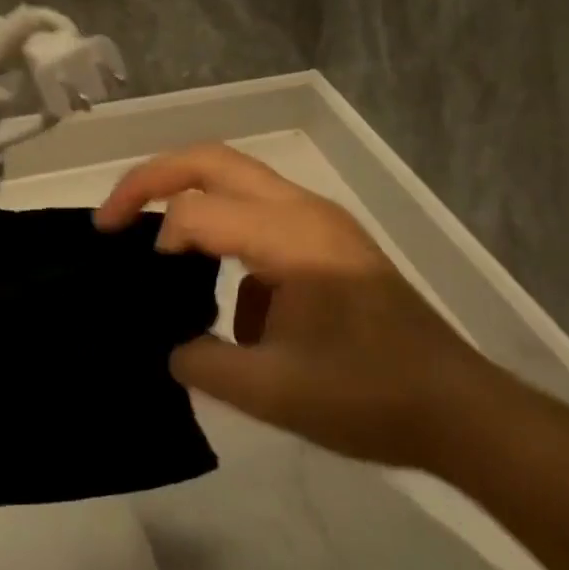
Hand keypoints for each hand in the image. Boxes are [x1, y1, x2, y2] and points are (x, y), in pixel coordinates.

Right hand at [95, 144, 494, 468]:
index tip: (139, 282)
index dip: (155, 237)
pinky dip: (227, 237)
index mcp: (290, 237)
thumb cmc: (368, 396)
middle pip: (211, 161)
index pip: (197, 211)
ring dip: (189, 200)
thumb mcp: (273, 393)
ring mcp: (319, 221)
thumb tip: (173, 346)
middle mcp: (302, 210)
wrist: (457, 409)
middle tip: (110, 217)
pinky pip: (261, 215)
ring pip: (236, 179)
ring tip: (158, 248)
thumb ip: (204, 365)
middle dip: (151, 179)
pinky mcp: (328, 241)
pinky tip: (235, 304)